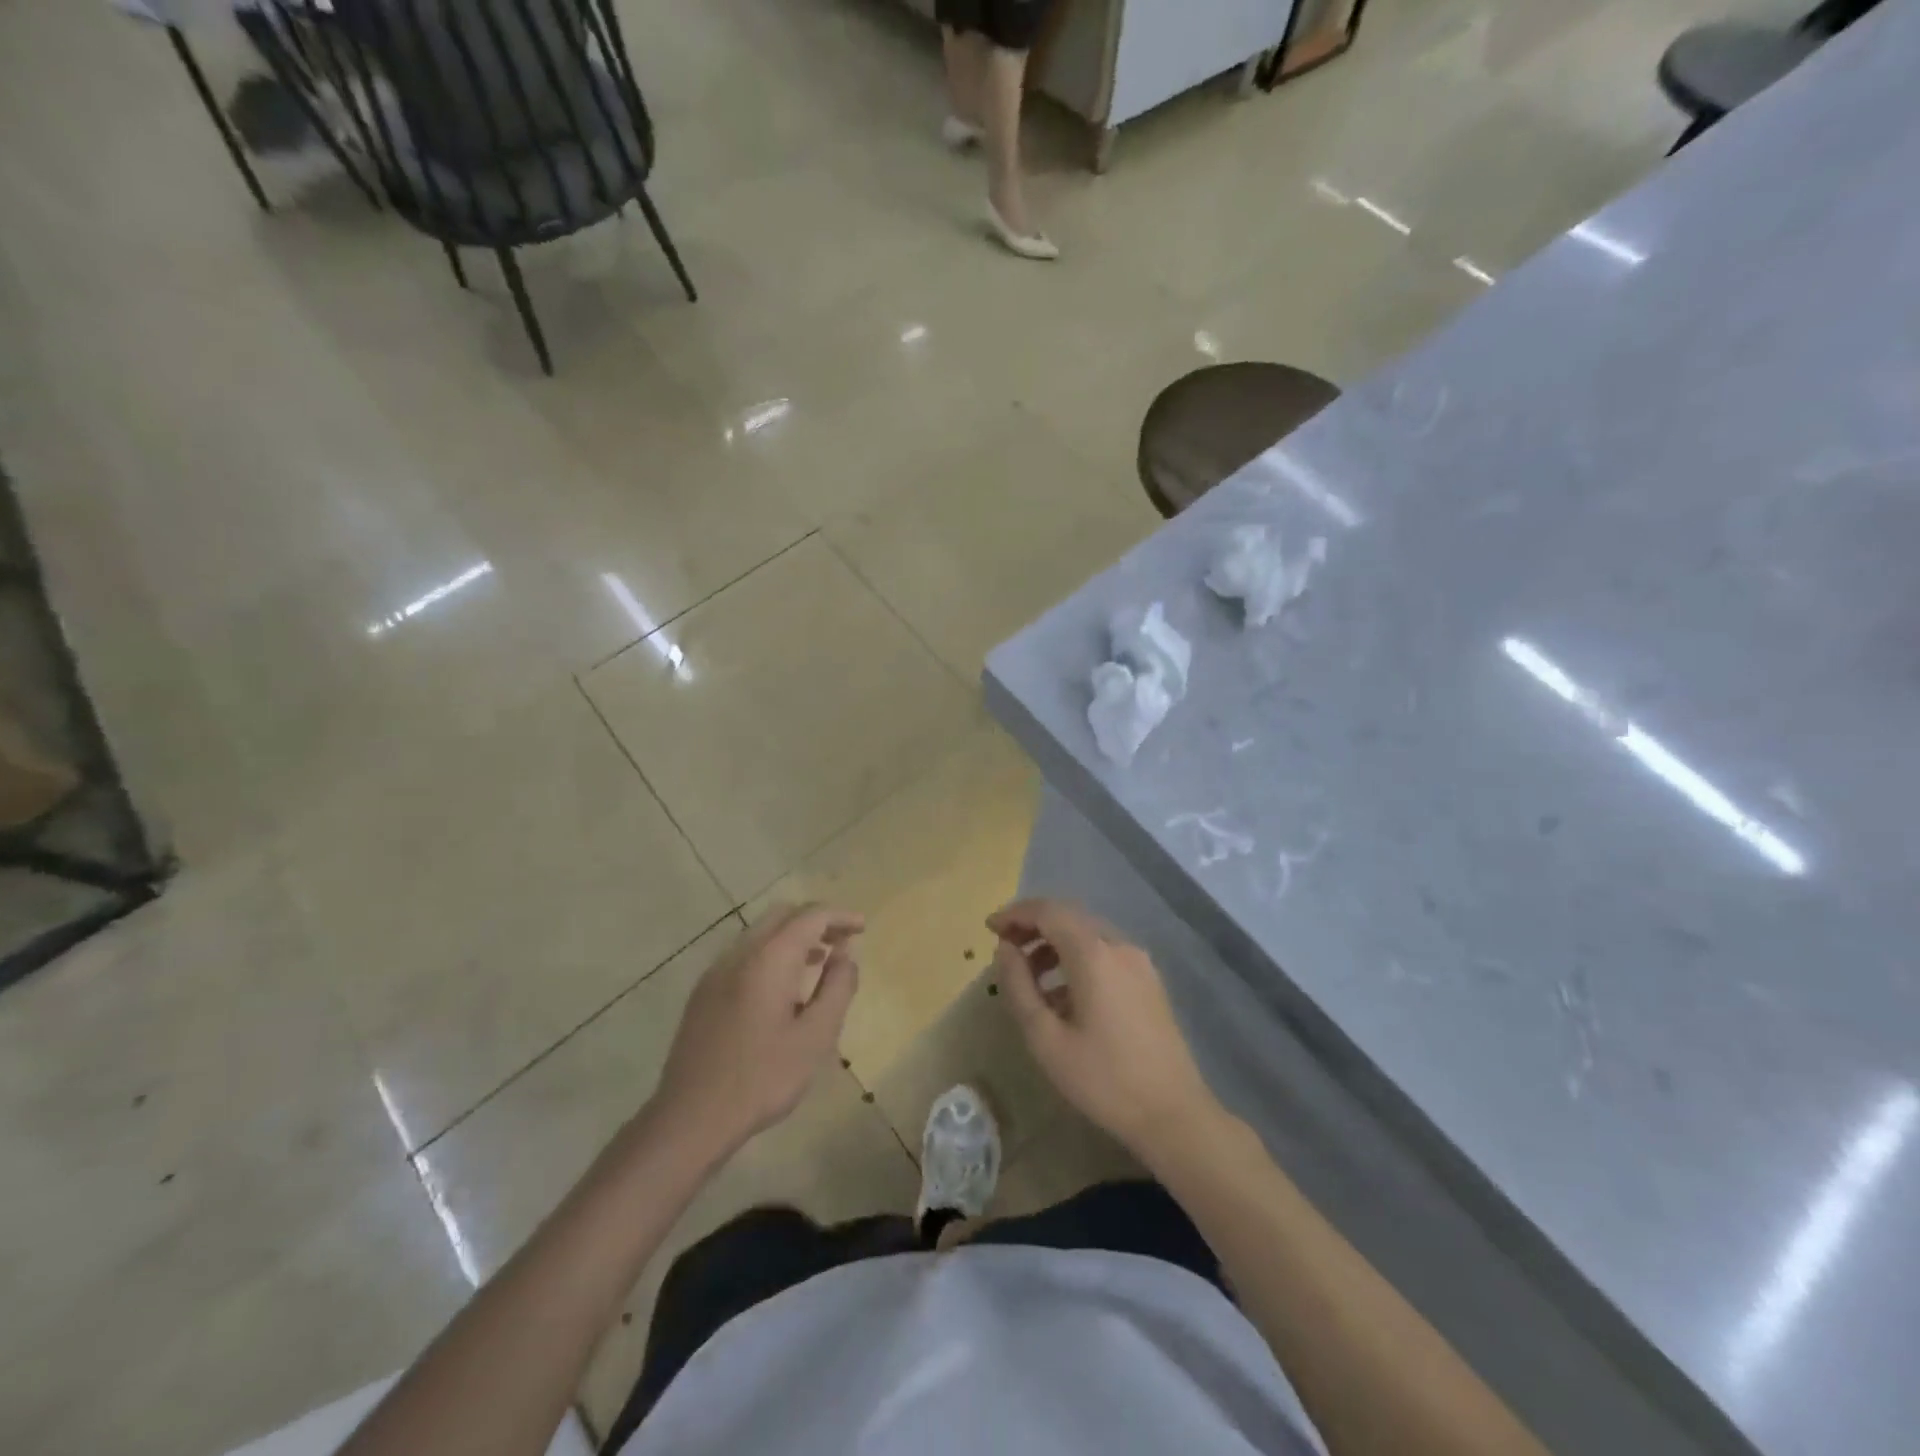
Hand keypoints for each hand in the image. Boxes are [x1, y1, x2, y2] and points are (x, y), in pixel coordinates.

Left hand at [653, 903, 862, 1154]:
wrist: (691, 1118)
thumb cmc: (762, 1078)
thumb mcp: (815, 1037)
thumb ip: (837, 989)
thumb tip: (846, 956)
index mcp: (769, 959)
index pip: (810, 916)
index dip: (840, 916)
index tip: (862, 927)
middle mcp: (740, 954)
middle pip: (782, 915)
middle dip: (816, 921)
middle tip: (842, 942)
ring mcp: (716, 972)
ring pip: (761, 933)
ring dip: (793, 936)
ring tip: (820, 962)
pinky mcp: (704, 992)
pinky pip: (745, 955)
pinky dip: (772, 953)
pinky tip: (784, 988)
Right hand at [989, 898, 1216, 1156]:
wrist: (1174, 1114)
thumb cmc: (1103, 1079)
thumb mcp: (1046, 1039)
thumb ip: (1019, 987)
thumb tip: (1005, 950)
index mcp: (1093, 954)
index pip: (1048, 912)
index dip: (1015, 914)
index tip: (989, 928)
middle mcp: (1119, 946)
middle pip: (1069, 916)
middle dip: (1033, 925)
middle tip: (1004, 948)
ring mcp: (1139, 962)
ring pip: (1088, 934)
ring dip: (1054, 943)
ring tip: (1029, 976)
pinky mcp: (1149, 980)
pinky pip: (1105, 952)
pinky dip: (1077, 958)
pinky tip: (1063, 994)